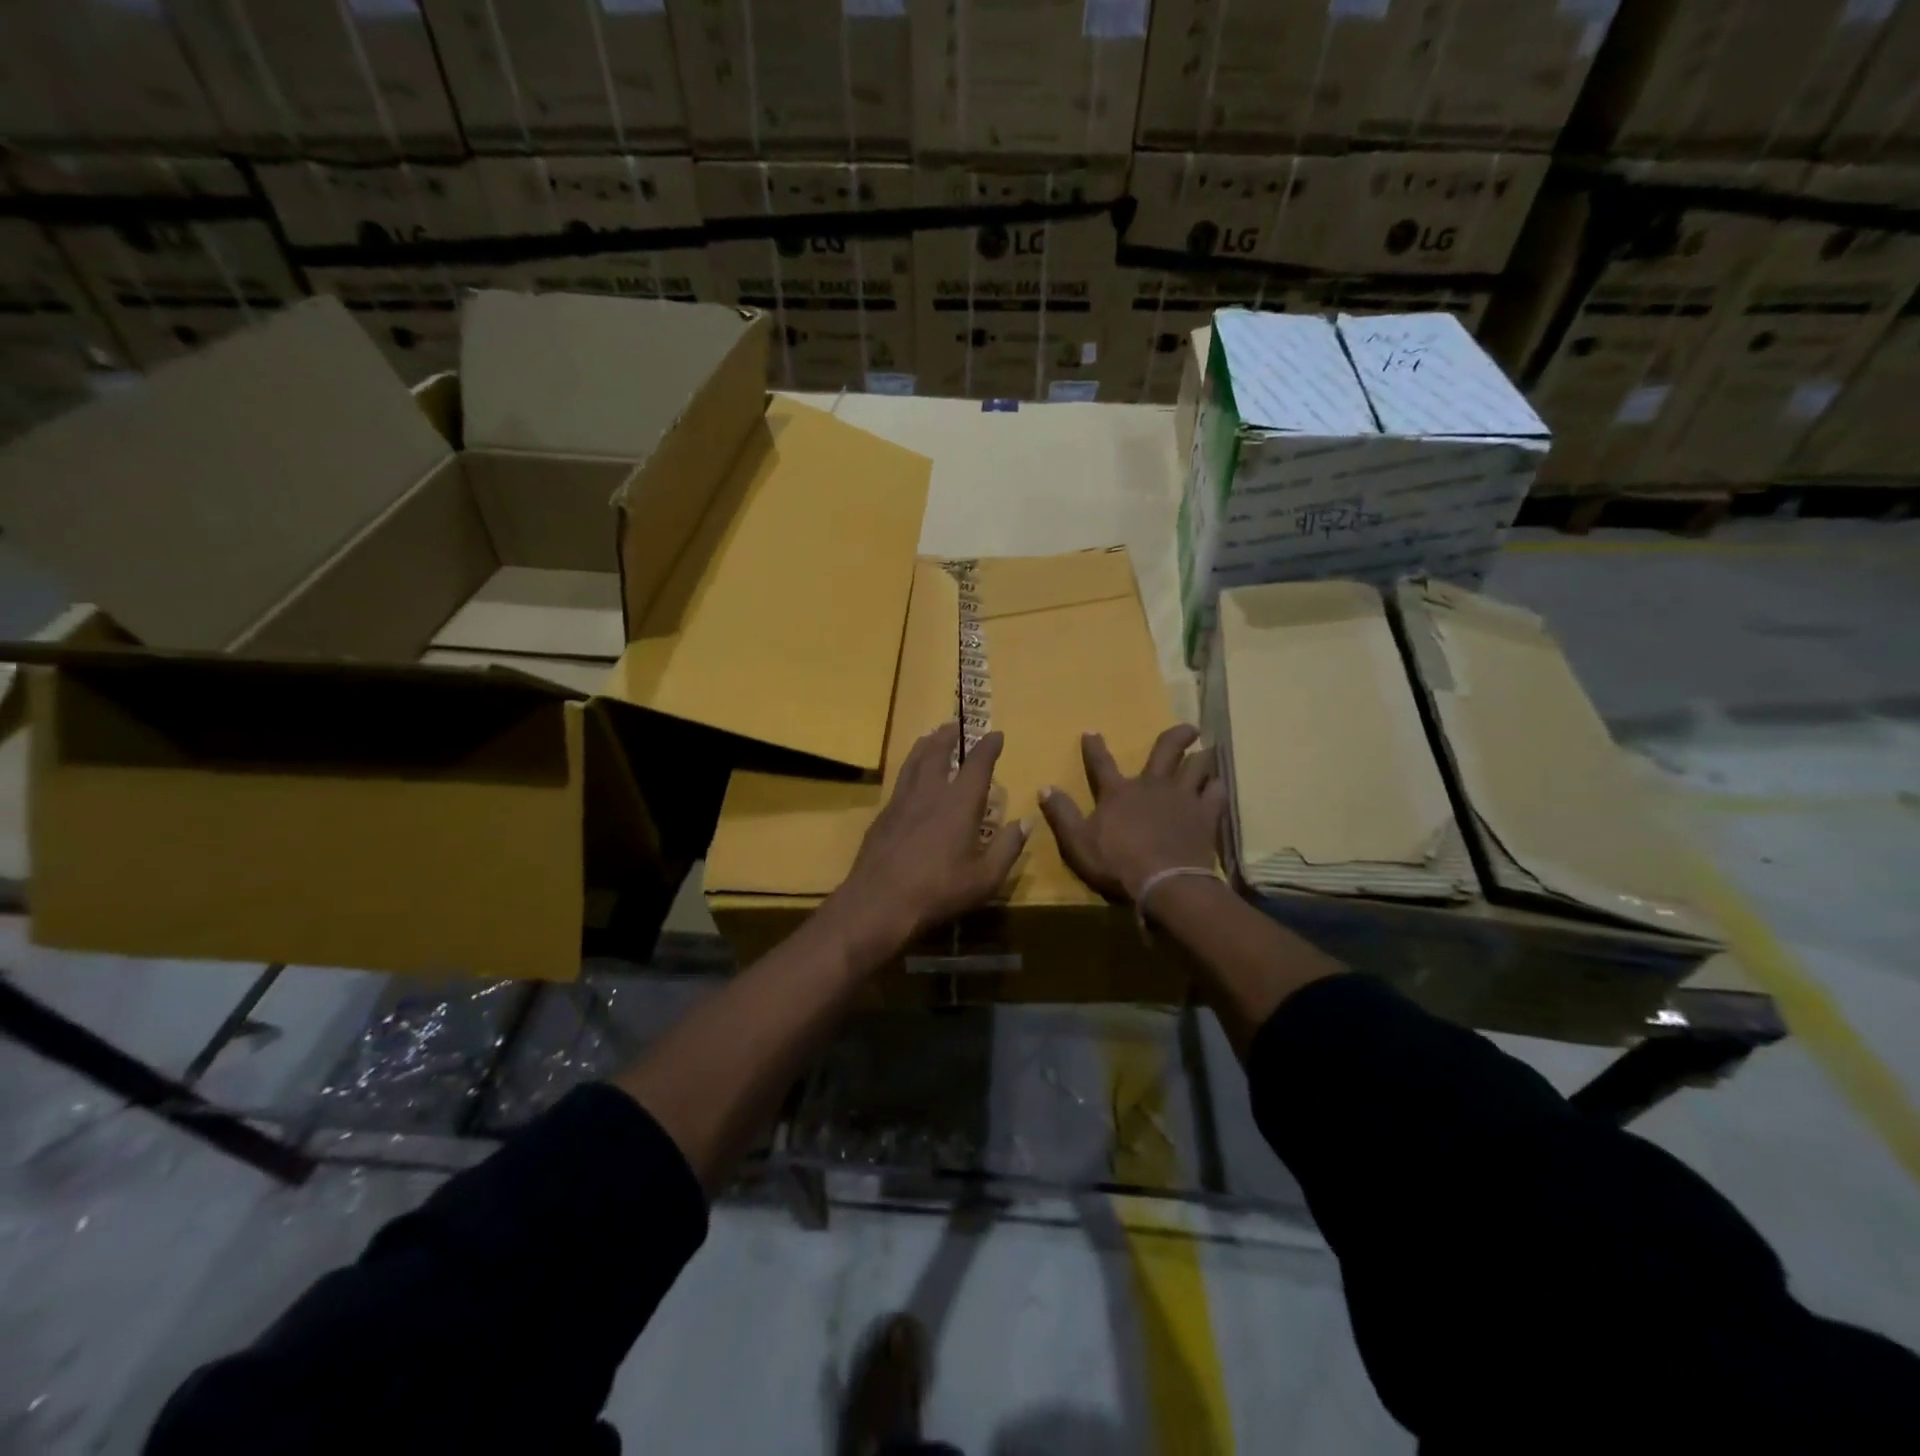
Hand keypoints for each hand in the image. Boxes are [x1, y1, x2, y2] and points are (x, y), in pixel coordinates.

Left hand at [825, 723, 1029, 963]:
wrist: (879, 902)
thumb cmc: (939, 891)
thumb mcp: (985, 878)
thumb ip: (1007, 848)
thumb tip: (1025, 822)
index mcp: (959, 803)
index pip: (978, 764)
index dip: (989, 746)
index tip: (996, 734)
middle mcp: (930, 792)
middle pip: (938, 752)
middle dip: (949, 736)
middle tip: (955, 726)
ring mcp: (902, 801)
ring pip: (914, 761)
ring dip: (925, 745)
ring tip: (930, 736)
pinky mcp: (883, 815)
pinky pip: (900, 780)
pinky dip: (909, 768)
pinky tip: (909, 777)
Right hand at [1039, 725, 1225, 902]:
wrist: (1164, 883)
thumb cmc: (1116, 863)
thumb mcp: (1077, 842)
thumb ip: (1061, 814)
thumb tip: (1044, 787)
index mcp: (1118, 792)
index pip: (1101, 763)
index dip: (1094, 747)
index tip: (1091, 732)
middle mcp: (1152, 786)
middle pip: (1166, 750)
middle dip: (1177, 736)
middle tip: (1189, 728)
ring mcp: (1182, 798)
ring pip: (1198, 766)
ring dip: (1202, 759)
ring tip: (1207, 754)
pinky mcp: (1205, 816)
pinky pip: (1216, 794)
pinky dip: (1216, 788)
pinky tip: (1217, 787)